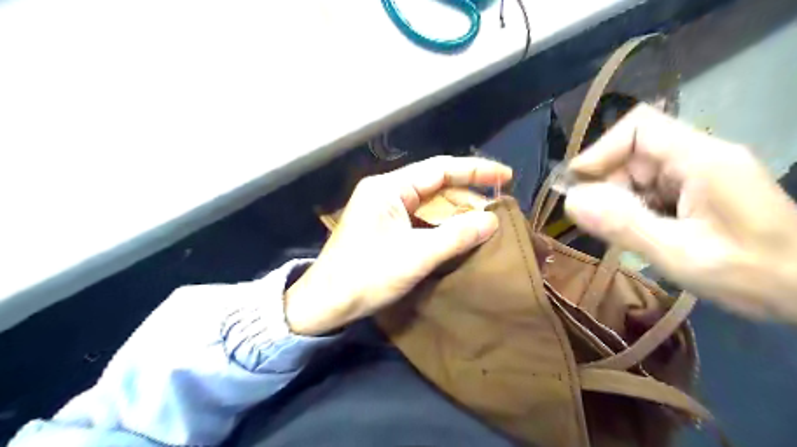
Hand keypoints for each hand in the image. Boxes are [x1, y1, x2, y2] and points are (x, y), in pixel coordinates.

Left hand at [287, 155, 510, 332]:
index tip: (506, 177)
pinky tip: (458, 232)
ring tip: (484, 221)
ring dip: (455, 210)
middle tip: (498, 207)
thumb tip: (492, 220)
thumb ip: (456, 235)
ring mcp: (383, 208)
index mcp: (388, 188)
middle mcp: (385, 191)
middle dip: (467, 193)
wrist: (325, 303)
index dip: (475, 171)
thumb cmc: (367, 276)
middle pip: (434, 183)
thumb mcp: (416, 256)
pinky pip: (419, 217)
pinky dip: (440, 223)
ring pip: (428, 201)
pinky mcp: (383, 225)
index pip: (439, 169)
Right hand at [563, 104, 795, 320]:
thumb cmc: (755, 275)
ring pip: (640, 171)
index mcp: (702, 159)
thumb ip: (624, 225)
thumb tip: (570, 201)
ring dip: (621, 199)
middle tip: (600, 223)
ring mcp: (702, 173)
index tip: (577, 185)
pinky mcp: (701, 191)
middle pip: (635, 151)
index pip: (638, 127)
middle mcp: (701, 156)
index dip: (600, 150)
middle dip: (609, 184)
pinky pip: (653, 188)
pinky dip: (636, 208)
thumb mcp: (680, 255)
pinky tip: (643, 234)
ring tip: (625, 235)